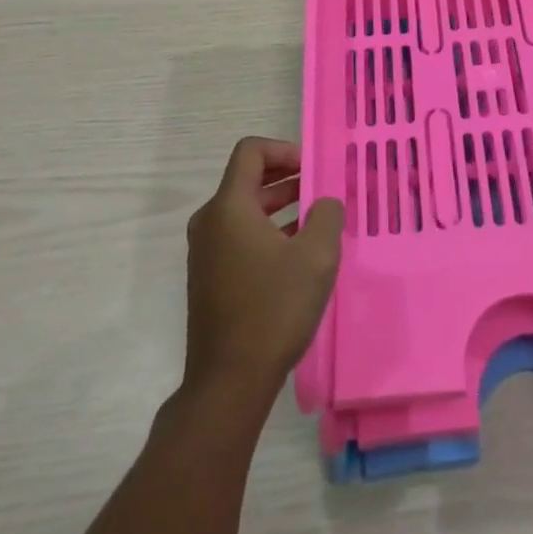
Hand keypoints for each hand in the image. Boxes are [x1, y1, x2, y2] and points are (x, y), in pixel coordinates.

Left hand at [183, 137, 343, 400]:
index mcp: (229, 207)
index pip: (251, 152)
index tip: (312, 169)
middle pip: (248, 180)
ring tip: (315, 223)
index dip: (284, 149)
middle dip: (287, 179)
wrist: (229, 384)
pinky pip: (239, 238)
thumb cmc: (274, 309)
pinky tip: (296, 257)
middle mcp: (210, 222)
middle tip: (320, 192)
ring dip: (280, 208)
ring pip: (245, 211)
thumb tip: (324, 204)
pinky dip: (267, 234)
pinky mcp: (209, 280)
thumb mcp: (316, 255)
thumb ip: (327, 215)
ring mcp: (206, 253)